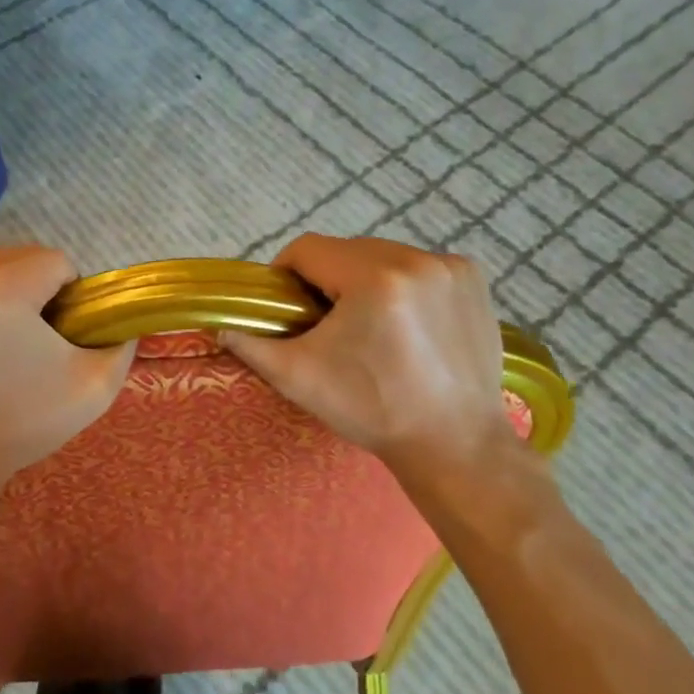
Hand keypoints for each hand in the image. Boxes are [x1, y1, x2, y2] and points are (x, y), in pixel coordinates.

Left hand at [0, 245, 135, 511]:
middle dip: (30, 289)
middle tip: (29, 341)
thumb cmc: (17, 426)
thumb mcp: (93, 389)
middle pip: (14, 259)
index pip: (54, 261)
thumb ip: (121, 344)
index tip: (60, 334)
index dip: (68, 295)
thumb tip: (124, 321)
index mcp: (1, 288)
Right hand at [222, 235, 521, 505]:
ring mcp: (450, 268)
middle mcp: (415, 260)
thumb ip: (252, 346)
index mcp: (372, 278)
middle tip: (324, 319)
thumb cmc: (373, 409)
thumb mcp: (299, 378)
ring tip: (367, 322)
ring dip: (366, 278)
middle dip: (328, 277)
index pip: (308, 249)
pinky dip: (404, 283)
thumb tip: (220, 328)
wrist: (455, 444)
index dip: (286, 272)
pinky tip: (406, 320)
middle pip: (347, 250)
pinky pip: (420, 265)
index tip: (285, 304)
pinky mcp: (473, 280)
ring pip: (384, 255)